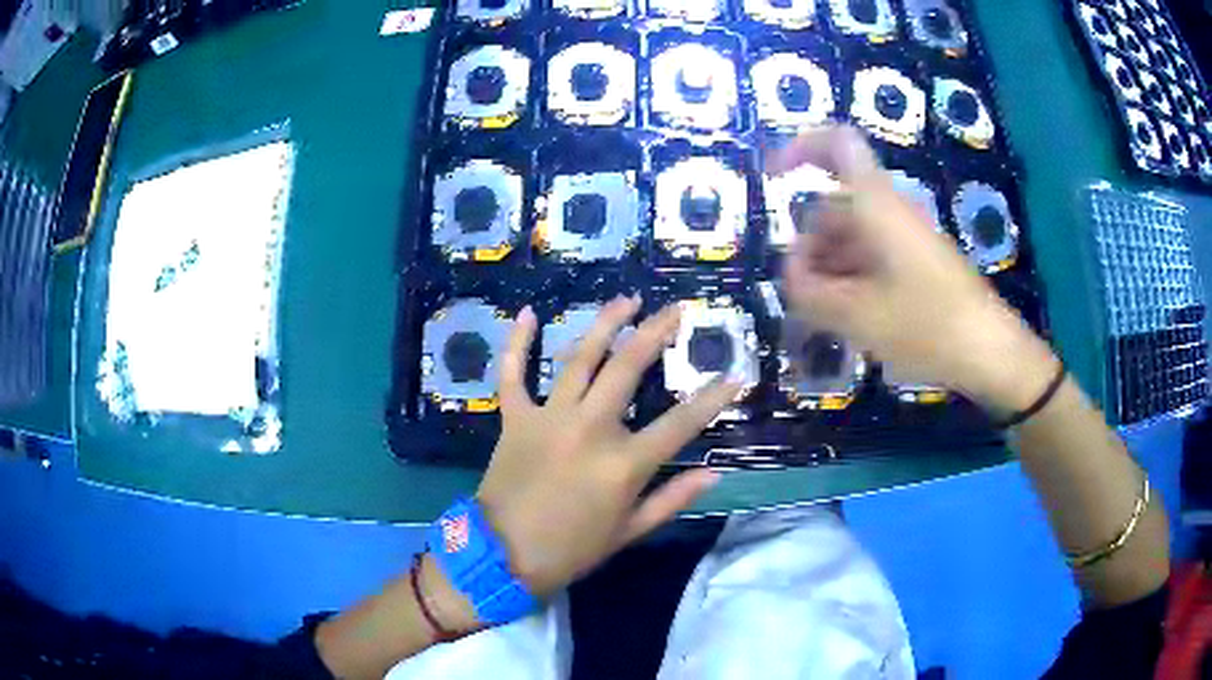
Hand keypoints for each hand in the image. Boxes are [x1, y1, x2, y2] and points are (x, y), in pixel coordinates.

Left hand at [476, 297, 741, 597]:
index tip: (734, 375)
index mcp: (624, 463)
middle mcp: (590, 428)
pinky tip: (528, 313)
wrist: (502, 555)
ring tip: (627, 299)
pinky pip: (513, 373)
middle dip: (657, 332)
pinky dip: (518, 343)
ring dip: (605, 324)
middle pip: (629, 367)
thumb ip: (672, 498)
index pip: (682, 422)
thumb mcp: (629, 532)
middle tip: (675, 309)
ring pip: (580, 357)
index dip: (713, 397)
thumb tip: (714, 473)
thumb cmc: (571, 549)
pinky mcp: (515, 417)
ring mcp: (549, 417)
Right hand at [768, 125, 1056, 412]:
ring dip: (829, 268)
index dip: (800, 148)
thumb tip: (790, 273)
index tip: (773, 178)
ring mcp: (905, 237)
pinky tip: (851, 319)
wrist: (991, 351)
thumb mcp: (857, 315)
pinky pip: (872, 257)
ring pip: (851, 236)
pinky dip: (851, 279)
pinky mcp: (917, 262)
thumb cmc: (927, 324)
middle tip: (803, 296)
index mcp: (876, 203)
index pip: (837, 143)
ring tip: (826, 317)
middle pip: (834, 205)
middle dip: (809, 245)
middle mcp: (890, 210)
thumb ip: (809, 292)